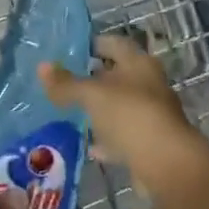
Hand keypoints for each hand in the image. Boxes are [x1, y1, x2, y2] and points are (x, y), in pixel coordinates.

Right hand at [39, 35, 208, 199]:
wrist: (167, 165)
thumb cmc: (130, 116)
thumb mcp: (92, 95)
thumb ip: (66, 83)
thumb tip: (41, 66)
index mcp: (138, 63)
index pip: (114, 43)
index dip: (93, 43)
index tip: (70, 50)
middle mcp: (149, 84)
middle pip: (118, 75)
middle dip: (94, 78)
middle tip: (65, 81)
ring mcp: (151, 114)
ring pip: (120, 106)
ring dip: (100, 109)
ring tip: (71, 111)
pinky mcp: (150, 143)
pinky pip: (123, 135)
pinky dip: (107, 138)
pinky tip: (89, 144)